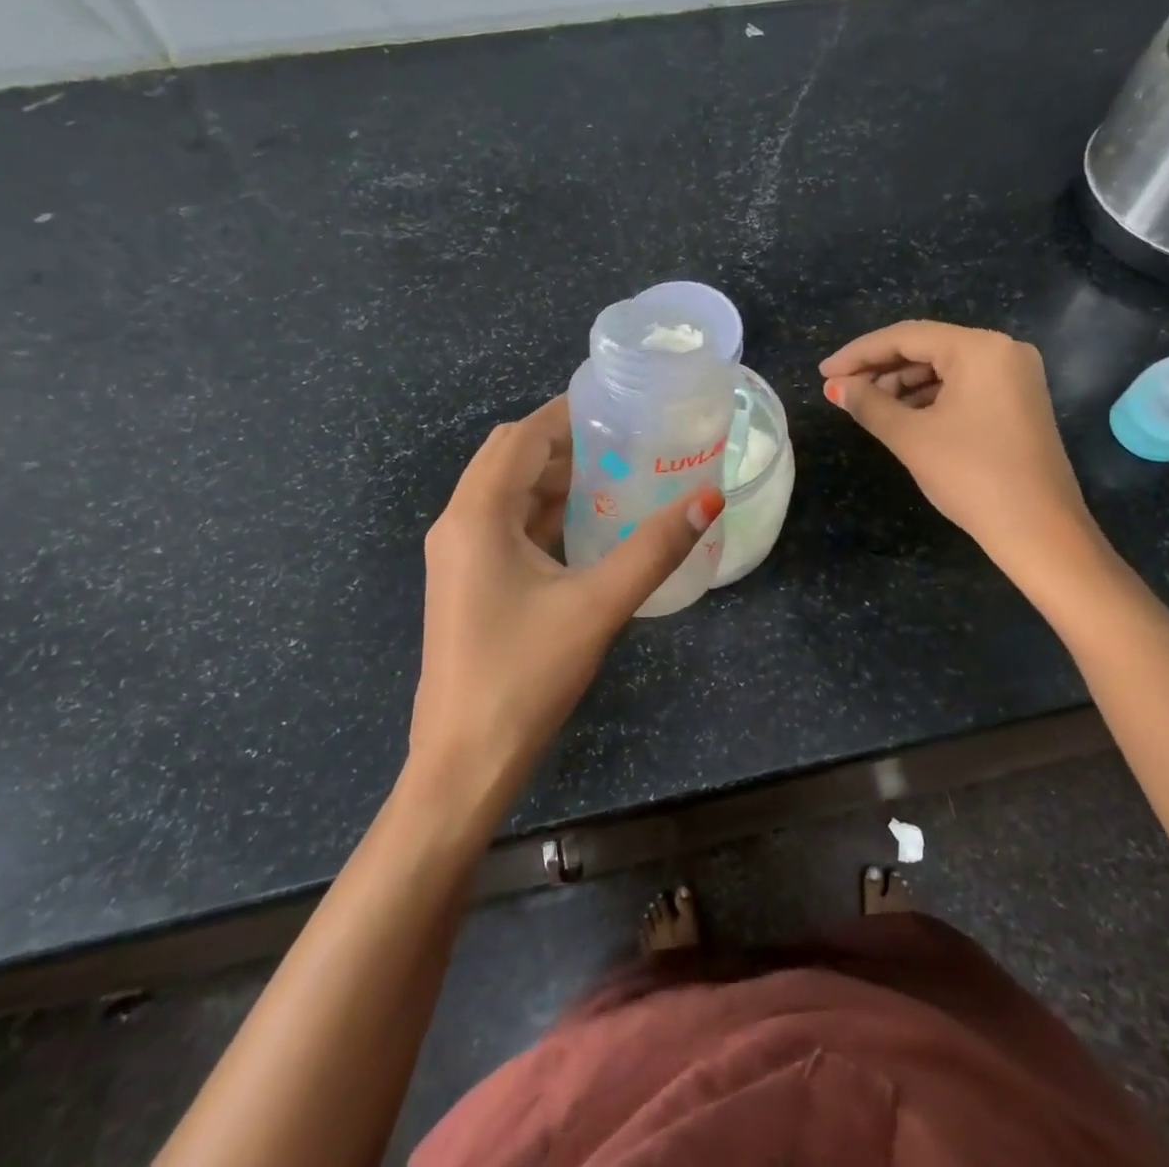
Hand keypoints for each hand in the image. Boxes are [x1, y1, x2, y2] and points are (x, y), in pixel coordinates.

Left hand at [410, 395, 722, 808]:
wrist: (465, 762)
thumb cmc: (524, 676)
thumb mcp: (597, 606)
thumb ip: (654, 549)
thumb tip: (709, 499)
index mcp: (477, 515)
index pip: (523, 437)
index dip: (568, 414)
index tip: (619, 406)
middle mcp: (459, 523)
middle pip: (511, 457)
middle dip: (566, 443)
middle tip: (626, 441)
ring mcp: (459, 555)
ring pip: (509, 493)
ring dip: (557, 478)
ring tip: (618, 475)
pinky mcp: (469, 581)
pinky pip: (507, 525)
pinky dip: (546, 513)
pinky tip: (590, 526)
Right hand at [820, 321, 1101, 578]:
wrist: (1039, 530)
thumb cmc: (971, 476)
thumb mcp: (911, 436)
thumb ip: (868, 404)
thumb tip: (836, 387)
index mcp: (979, 348)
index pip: (905, 336)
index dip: (858, 353)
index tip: (824, 373)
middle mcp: (1003, 350)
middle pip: (927, 347)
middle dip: (881, 368)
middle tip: (842, 391)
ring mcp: (1016, 376)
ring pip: (945, 368)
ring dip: (903, 384)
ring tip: (867, 407)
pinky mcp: (1018, 402)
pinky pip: (964, 386)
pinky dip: (930, 397)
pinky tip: (903, 416)